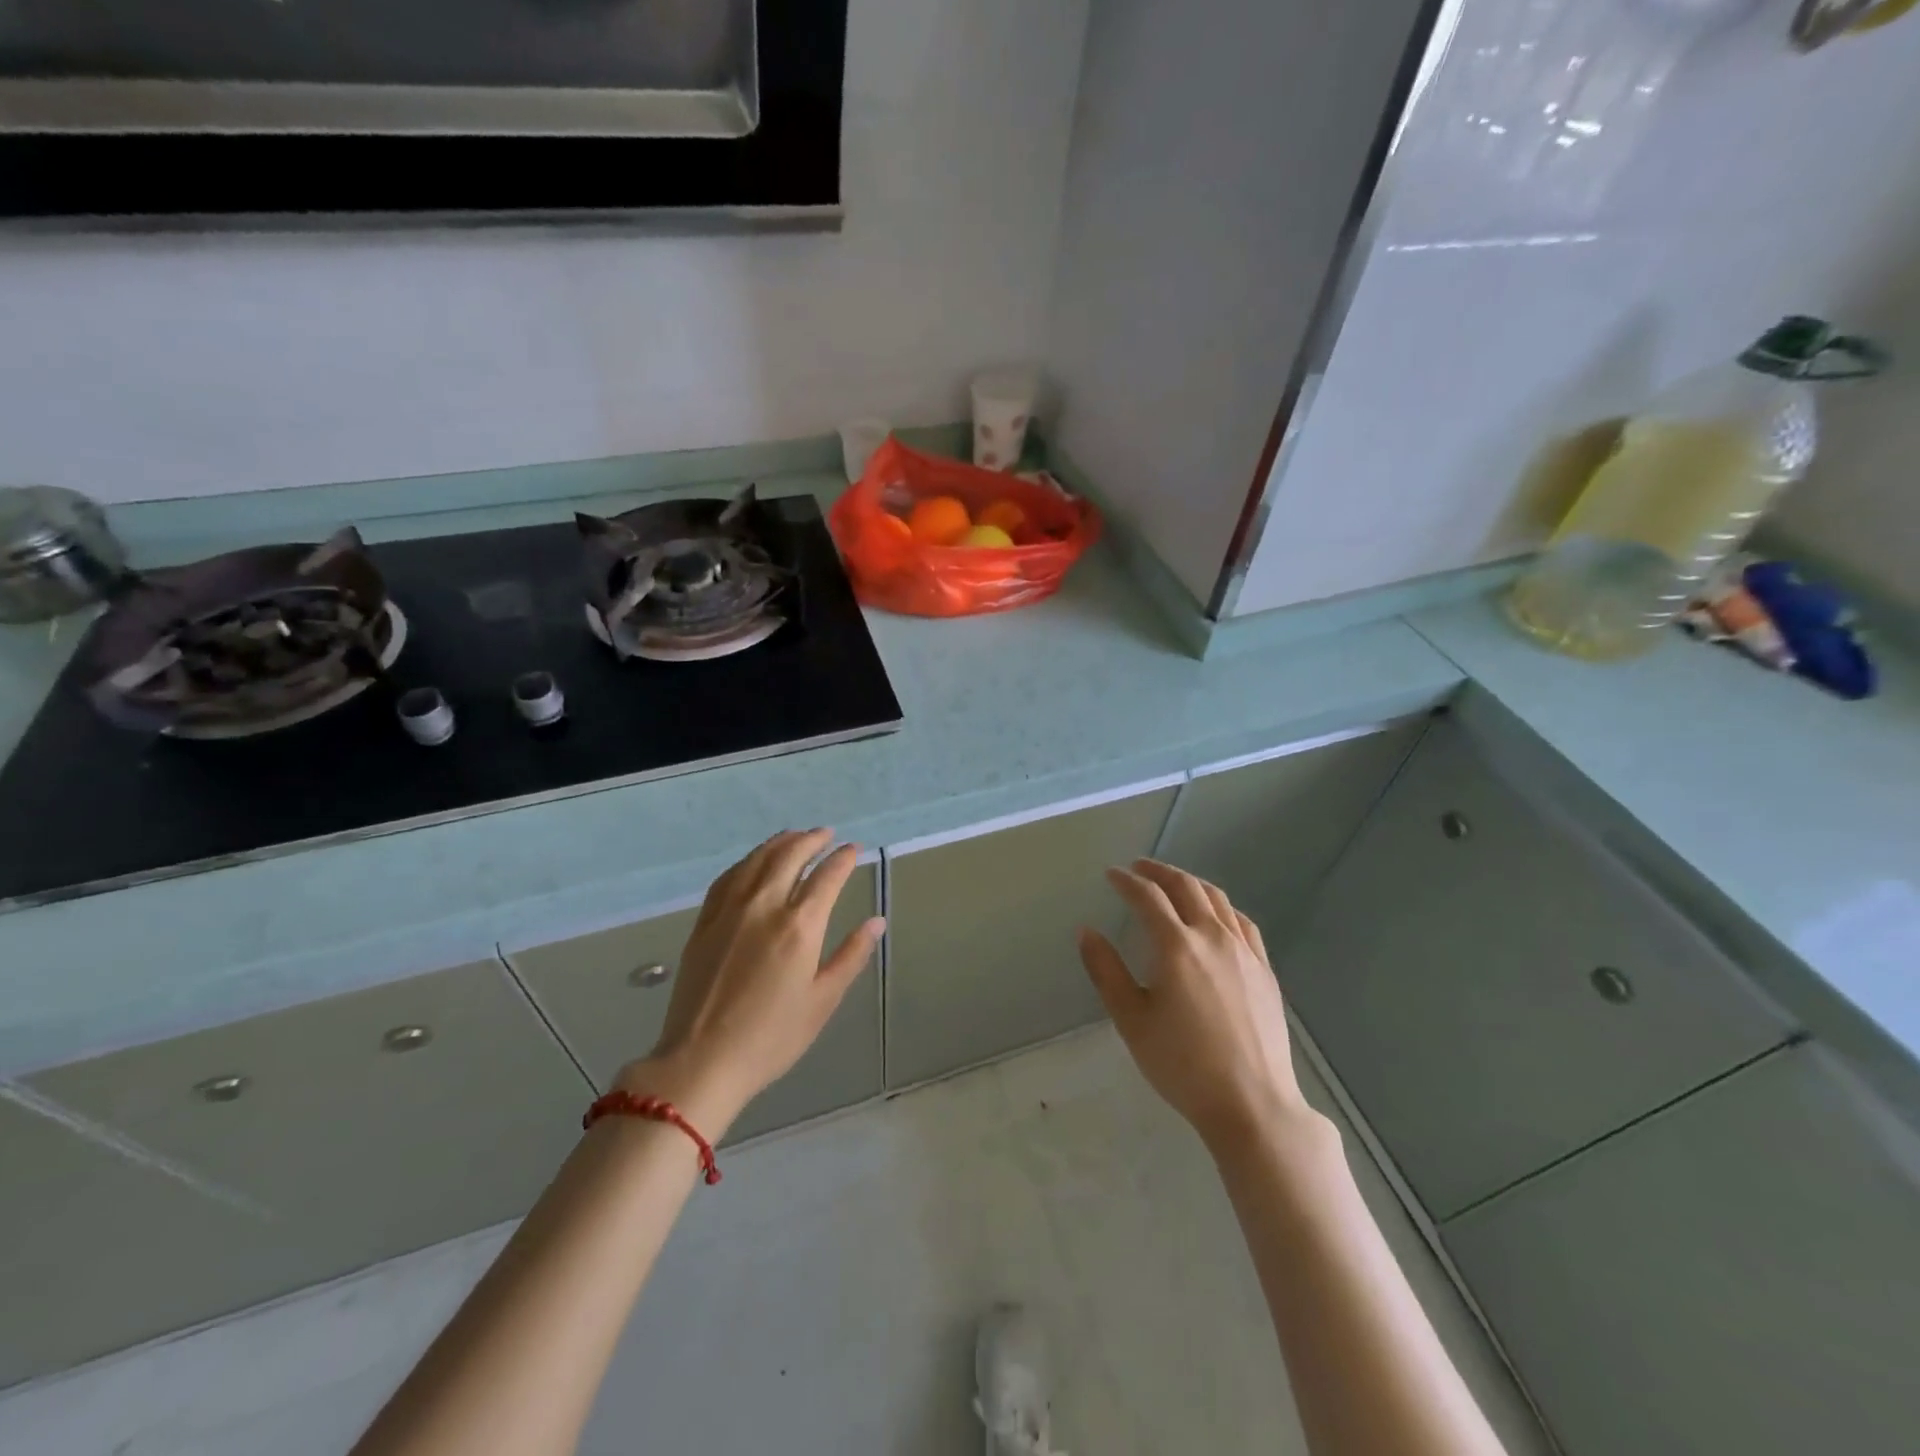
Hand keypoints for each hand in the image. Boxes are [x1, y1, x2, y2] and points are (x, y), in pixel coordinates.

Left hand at [616, 829, 883, 1133]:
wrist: (701, 1061)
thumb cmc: (772, 1037)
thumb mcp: (822, 1000)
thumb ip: (851, 955)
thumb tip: (876, 922)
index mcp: (800, 926)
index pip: (827, 877)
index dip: (843, 859)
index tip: (853, 850)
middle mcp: (765, 906)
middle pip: (790, 856)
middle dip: (812, 840)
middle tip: (827, 835)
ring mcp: (730, 910)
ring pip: (757, 860)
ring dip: (780, 842)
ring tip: (795, 836)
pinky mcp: (705, 921)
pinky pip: (729, 877)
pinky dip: (748, 860)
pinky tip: (754, 861)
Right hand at [1078, 860, 1317, 1154]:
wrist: (1251, 1103)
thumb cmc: (1182, 1064)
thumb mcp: (1131, 1020)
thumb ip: (1106, 971)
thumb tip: (1087, 931)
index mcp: (1176, 946)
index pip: (1147, 897)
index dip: (1126, 881)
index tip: (1111, 875)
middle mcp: (1212, 937)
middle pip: (1185, 886)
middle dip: (1158, 871)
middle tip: (1138, 868)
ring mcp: (1244, 951)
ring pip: (1216, 898)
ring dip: (1190, 882)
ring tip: (1172, 883)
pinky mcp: (1265, 969)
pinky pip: (1242, 922)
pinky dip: (1221, 906)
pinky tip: (1215, 915)